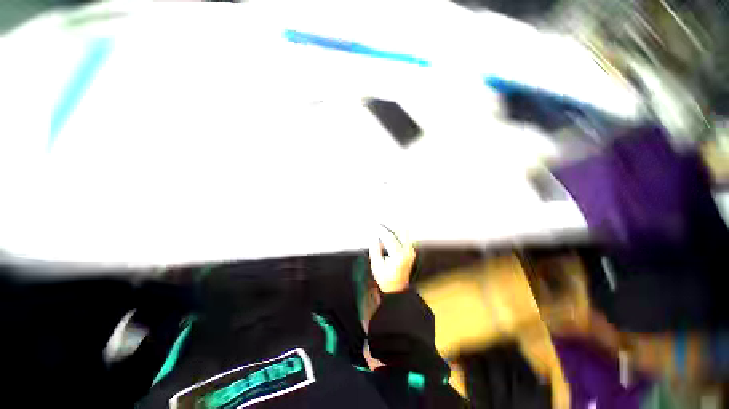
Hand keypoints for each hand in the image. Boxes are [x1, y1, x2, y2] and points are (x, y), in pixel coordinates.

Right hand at [369, 225, 415, 292]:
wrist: (397, 289)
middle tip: (381, 223)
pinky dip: (397, 234)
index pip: (389, 237)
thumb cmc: (386, 279)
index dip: (381, 229)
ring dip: (394, 229)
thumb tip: (374, 237)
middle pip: (400, 231)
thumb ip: (375, 249)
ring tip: (384, 228)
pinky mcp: (410, 252)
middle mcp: (407, 252)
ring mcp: (410, 251)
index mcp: (398, 255)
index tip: (375, 224)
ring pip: (404, 233)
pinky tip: (389, 235)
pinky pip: (405, 238)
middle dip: (390, 226)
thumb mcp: (376, 265)